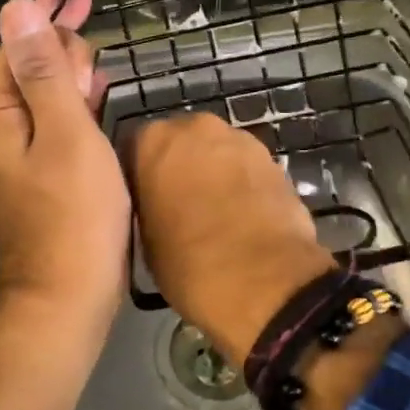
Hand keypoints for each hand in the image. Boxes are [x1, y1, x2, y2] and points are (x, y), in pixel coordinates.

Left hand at [0, 0, 128, 322]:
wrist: (69, 297)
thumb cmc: (73, 215)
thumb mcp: (63, 135)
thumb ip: (43, 70)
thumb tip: (17, 7)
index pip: (19, 36)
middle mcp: (4, 124)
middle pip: (31, 56)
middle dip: (56, 19)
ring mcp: (26, 148)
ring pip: (47, 85)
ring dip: (68, 52)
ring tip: (89, 18)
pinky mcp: (49, 167)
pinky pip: (61, 113)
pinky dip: (77, 89)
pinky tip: (94, 76)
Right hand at [123, 112, 334, 367]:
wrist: (265, 281)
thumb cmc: (189, 264)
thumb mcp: (144, 240)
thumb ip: (146, 206)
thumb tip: (157, 206)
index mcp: (153, 141)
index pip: (134, 149)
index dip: (139, 177)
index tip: (144, 202)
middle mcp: (196, 127)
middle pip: (180, 142)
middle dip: (179, 167)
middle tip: (179, 205)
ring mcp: (240, 139)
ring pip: (217, 152)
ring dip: (213, 173)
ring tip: (215, 214)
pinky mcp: (274, 159)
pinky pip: (246, 168)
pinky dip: (242, 185)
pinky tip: (243, 216)